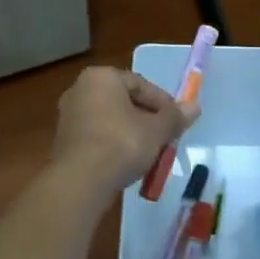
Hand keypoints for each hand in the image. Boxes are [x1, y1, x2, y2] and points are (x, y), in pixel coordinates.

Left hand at [52, 67, 197, 194]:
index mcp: (101, 78)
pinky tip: (128, 162)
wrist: (80, 181)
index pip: (140, 84)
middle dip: (147, 120)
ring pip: (111, 120)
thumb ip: (175, 117)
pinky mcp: (64, 140)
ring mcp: (69, 115)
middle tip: (165, 137)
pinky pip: (97, 136)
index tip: (177, 122)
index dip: (163, 103)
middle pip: (124, 101)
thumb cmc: (121, 144)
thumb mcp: (156, 131)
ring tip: (150, 153)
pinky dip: (114, 145)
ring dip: (132, 134)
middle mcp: (80, 90)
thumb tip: (195, 107)